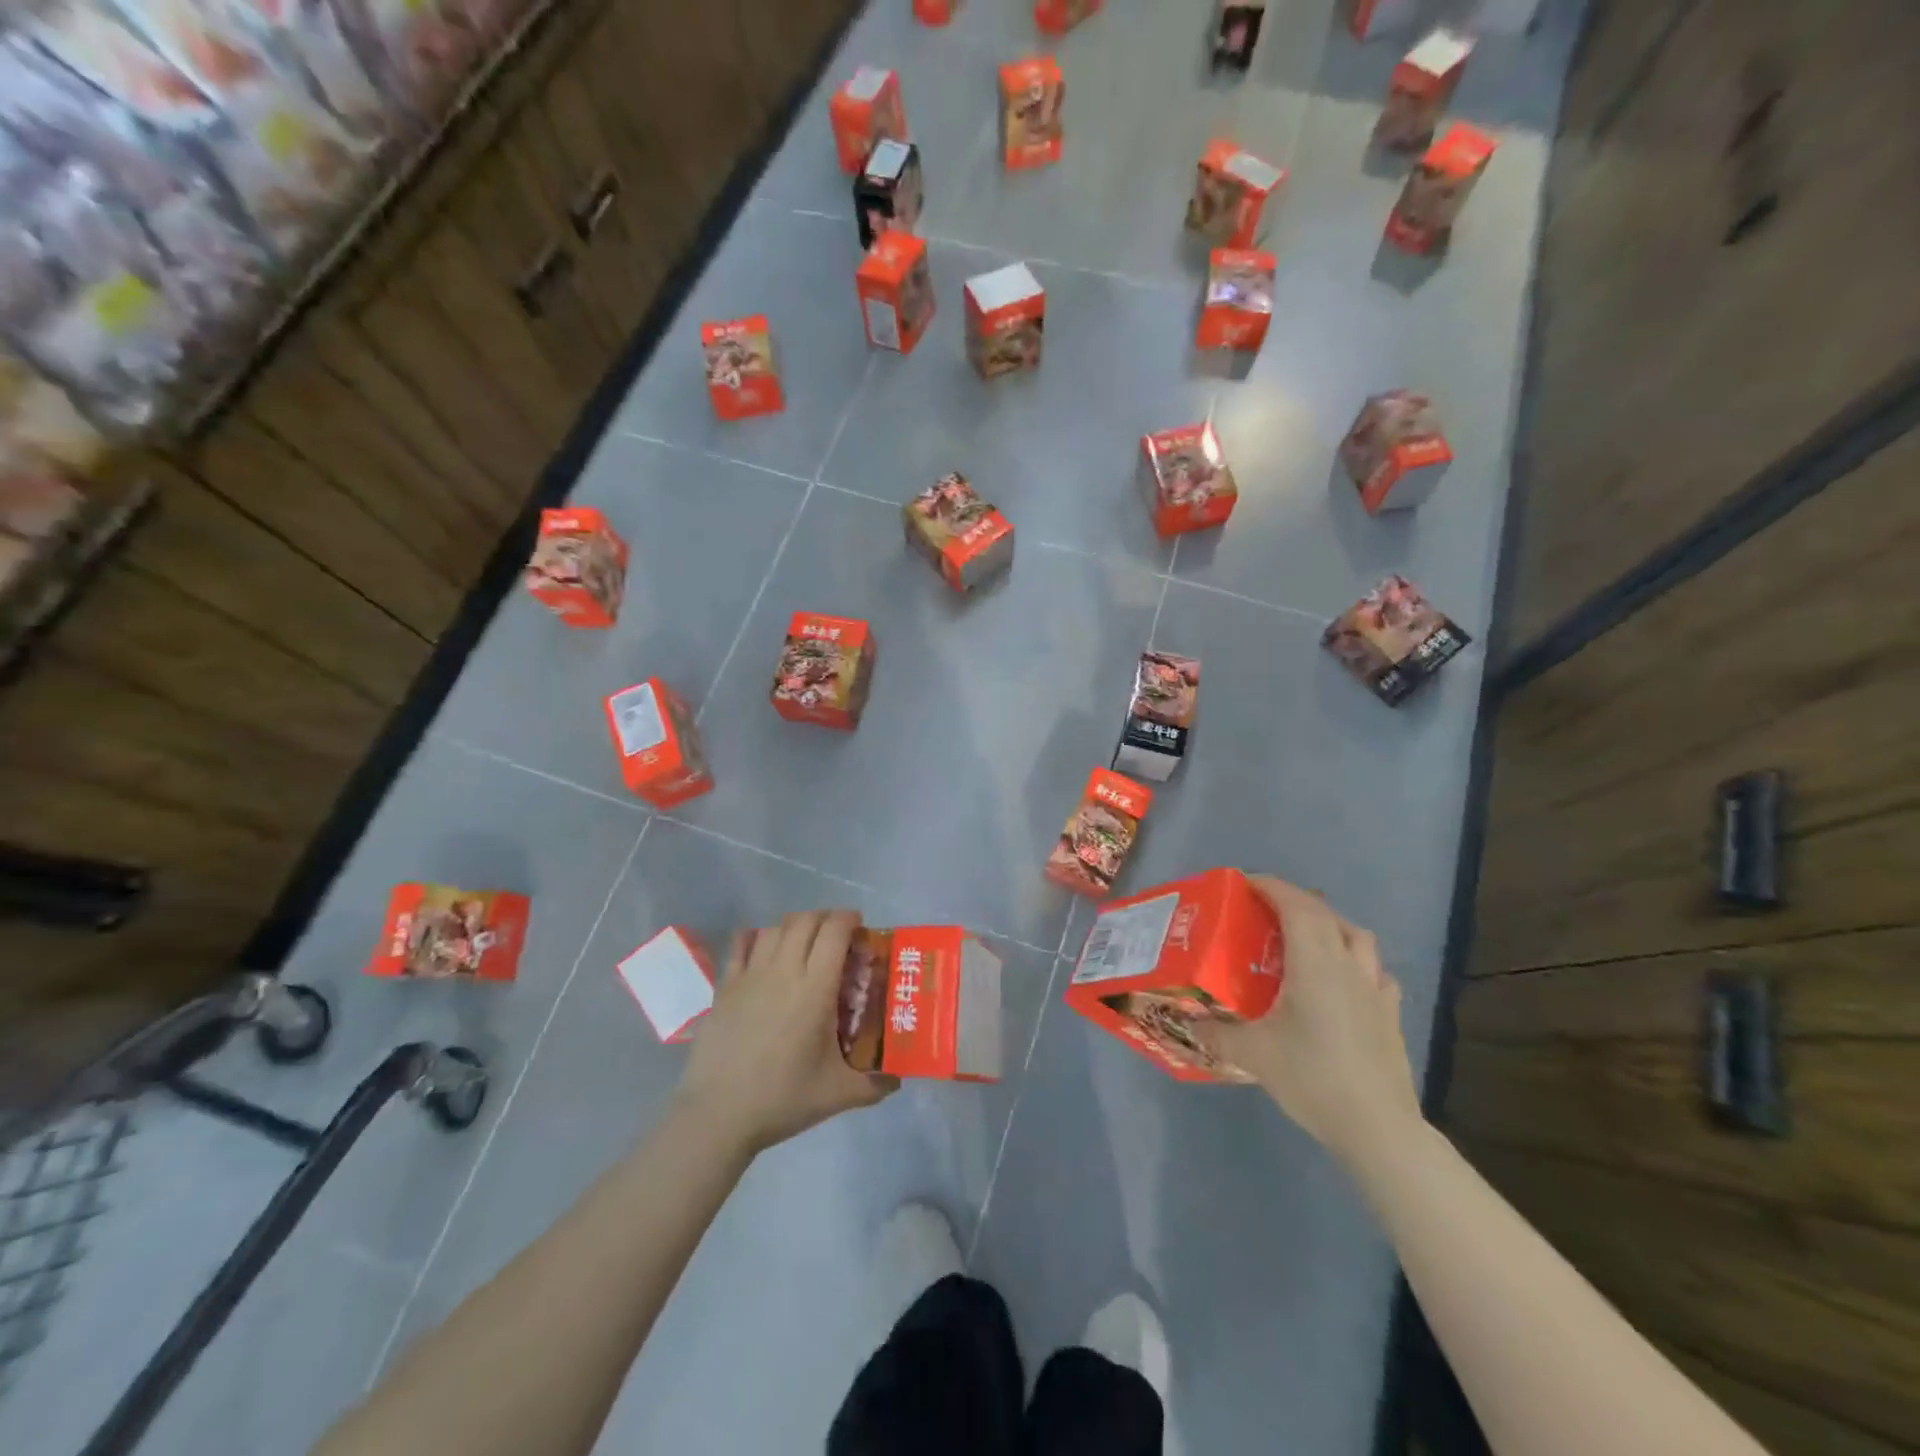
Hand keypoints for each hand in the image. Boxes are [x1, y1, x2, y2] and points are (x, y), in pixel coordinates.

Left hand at [674, 910, 896, 1155]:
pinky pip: (740, 944)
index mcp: (816, 989)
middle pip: (805, 921)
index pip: (834, 932)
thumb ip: (875, 1084)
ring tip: (803, 942)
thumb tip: (900, 1078)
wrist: (718, 1115)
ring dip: (794, 926)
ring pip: (774, 928)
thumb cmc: (783, 1100)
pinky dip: (755, 937)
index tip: (859, 927)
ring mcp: (750, 976)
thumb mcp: (838, 1095)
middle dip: (825, 918)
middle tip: (836, 935)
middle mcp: (783, 971)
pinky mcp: (724, 987)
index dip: (849, 919)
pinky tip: (761, 946)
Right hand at [1195, 877, 1421, 1170]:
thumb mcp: (1253, 1054)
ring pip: (1357, 936)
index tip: (1245, 883)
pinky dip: (1357, 963)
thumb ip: (1218, 1034)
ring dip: (1330, 925)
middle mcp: (1348, 965)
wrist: (1378, 1128)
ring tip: (1307, 937)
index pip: (1295, 905)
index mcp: (1315, 963)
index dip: (1270, 886)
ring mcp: (1376, 989)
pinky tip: (1345, 981)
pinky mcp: (1391, 1014)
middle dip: (1295, 901)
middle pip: (1325, 914)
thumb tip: (1191, 1023)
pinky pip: (1375, 971)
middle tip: (1265, 910)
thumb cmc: (1312, 1078)